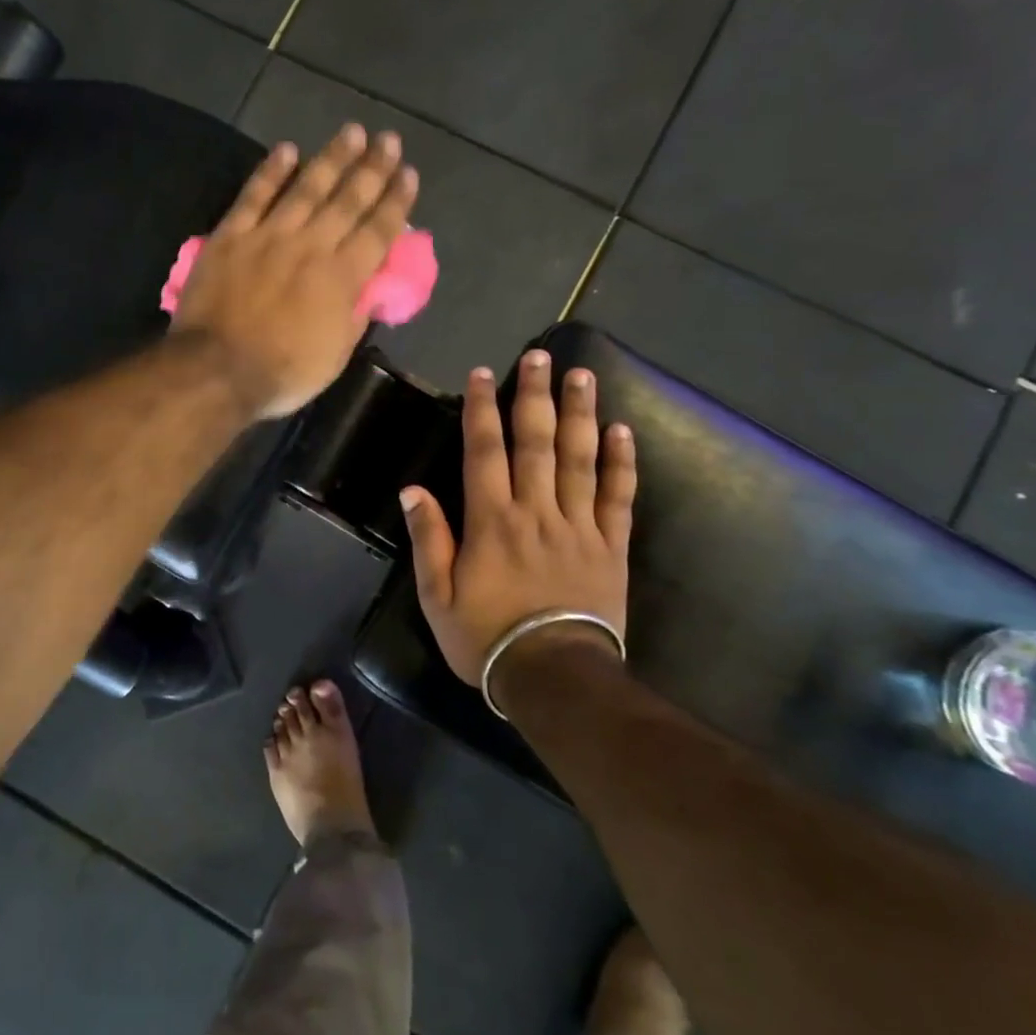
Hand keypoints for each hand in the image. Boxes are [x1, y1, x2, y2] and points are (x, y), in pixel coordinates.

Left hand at [172, 124, 417, 418]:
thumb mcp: (335, 356)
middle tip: (388, 139)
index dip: (396, 201)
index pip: (377, 231)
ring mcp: (269, 236)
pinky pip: (254, 196)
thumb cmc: (282, 372)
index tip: (408, 174)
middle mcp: (311, 246)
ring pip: (306, 188)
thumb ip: (354, 317)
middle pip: (347, 200)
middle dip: (372, 168)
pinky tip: (287, 149)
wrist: (217, 369)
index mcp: (341, 277)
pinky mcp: (232, 236)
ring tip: (351, 132)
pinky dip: (271, 171)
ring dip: (331, 158)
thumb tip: (369, 289)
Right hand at [401, 353, 636, 689]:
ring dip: (580, 414)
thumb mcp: (438, 595)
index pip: (485, 452)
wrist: (554, 678)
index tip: (483, 375)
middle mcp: (536, 511)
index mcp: (492, 521)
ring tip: (582, 376)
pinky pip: (618, 497)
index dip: (482, 410)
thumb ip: (428, 538)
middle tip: (541, 356)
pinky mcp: (611, 546)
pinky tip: (623, 431)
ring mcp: (579, 526)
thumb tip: (412, 489)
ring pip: (579, 459)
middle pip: (537, 443)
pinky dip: (621, 463)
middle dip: (535, 396)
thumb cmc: (486, 637)